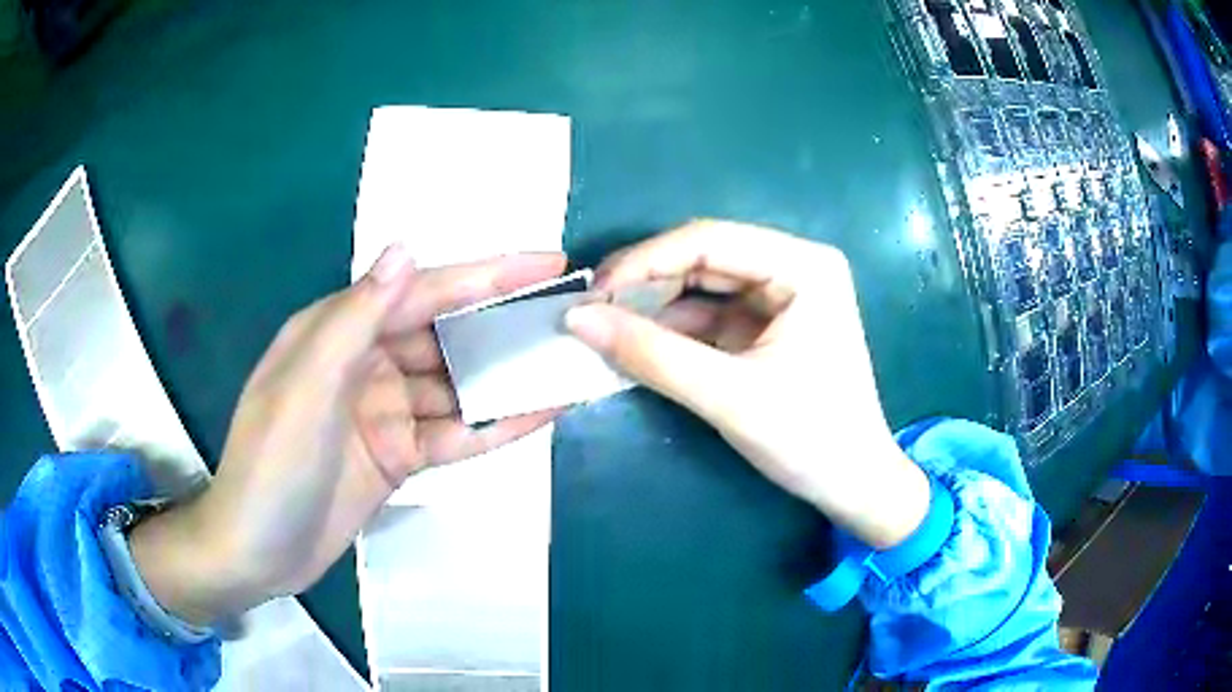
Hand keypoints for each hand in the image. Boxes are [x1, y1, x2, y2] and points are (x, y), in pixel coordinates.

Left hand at [130, 246, 566, 624]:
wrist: (258, 552)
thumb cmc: (271, 465)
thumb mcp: (305, 388)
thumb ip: (354, 320)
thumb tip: (404, 250)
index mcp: (339, 332)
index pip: (422, 292)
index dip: (485, 276)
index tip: (548, 263)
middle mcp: (366, 363)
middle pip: (446, 336)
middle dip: (504, 324)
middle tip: (569, 315)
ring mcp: (384, 412)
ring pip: (456, 386)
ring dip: (506, 378)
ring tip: (567, 364)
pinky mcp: (397, 455)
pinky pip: (452, 434)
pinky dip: (493, 426)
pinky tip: (539, 413)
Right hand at [566, 220, 928, 548]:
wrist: (854, 486)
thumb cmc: (810, 439)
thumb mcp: (728, 396)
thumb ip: (651, 354)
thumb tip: (577, 318)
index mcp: (804, 266)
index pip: (709, 240)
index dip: (644, 261)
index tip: (591, 292)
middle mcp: (794, 268)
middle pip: (703, 258)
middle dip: (646, 284)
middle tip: (590, 311)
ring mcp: (781, 297)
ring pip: (702, 287)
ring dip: (654, 308)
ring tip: (603, 328)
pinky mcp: (768, 327)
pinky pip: (709, 317)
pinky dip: (672, 331)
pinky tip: (636, 344)